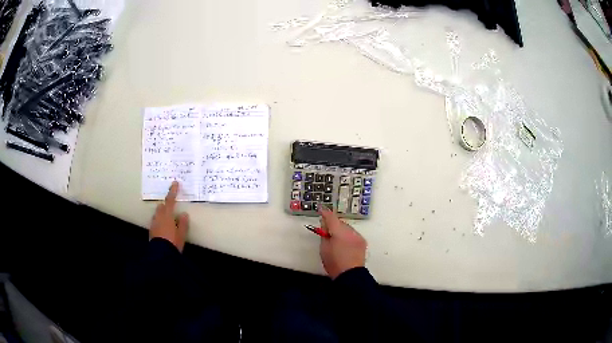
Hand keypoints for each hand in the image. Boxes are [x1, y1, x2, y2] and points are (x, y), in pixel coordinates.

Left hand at [150, 181, 188, 251]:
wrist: (161, 254)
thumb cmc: (173, 243)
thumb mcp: (181, 235)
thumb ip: (183, 224)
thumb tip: (184, 214)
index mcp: (168, 216)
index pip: (170, 201)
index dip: (172, 191)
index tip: (175, 183)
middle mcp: (159, 217)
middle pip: (161, 206)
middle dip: (166, 205)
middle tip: (171, 208)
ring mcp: (154, 224)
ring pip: (157, 214)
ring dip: (161, 213)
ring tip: (167, 220)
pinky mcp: (151, 230)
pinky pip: (155, 221)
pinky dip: (159, 221)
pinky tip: (163, 228)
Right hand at [319, 208, 366, 278]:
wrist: (350, 275)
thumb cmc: (333, 263)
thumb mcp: (323, 248)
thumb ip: (324, 234)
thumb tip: (325, 225)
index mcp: (338, 232)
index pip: (331, 218)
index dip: (325, 213)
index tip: (321, 209)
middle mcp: (350, 231)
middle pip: (340, 223)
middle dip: (334, 225)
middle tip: (327, 231)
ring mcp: (358, 236)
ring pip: (347, 228)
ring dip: (341, 230)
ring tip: (336, 240)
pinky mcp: (362, 242)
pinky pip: (353, 234)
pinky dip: (348, 236)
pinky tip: (344, 244)